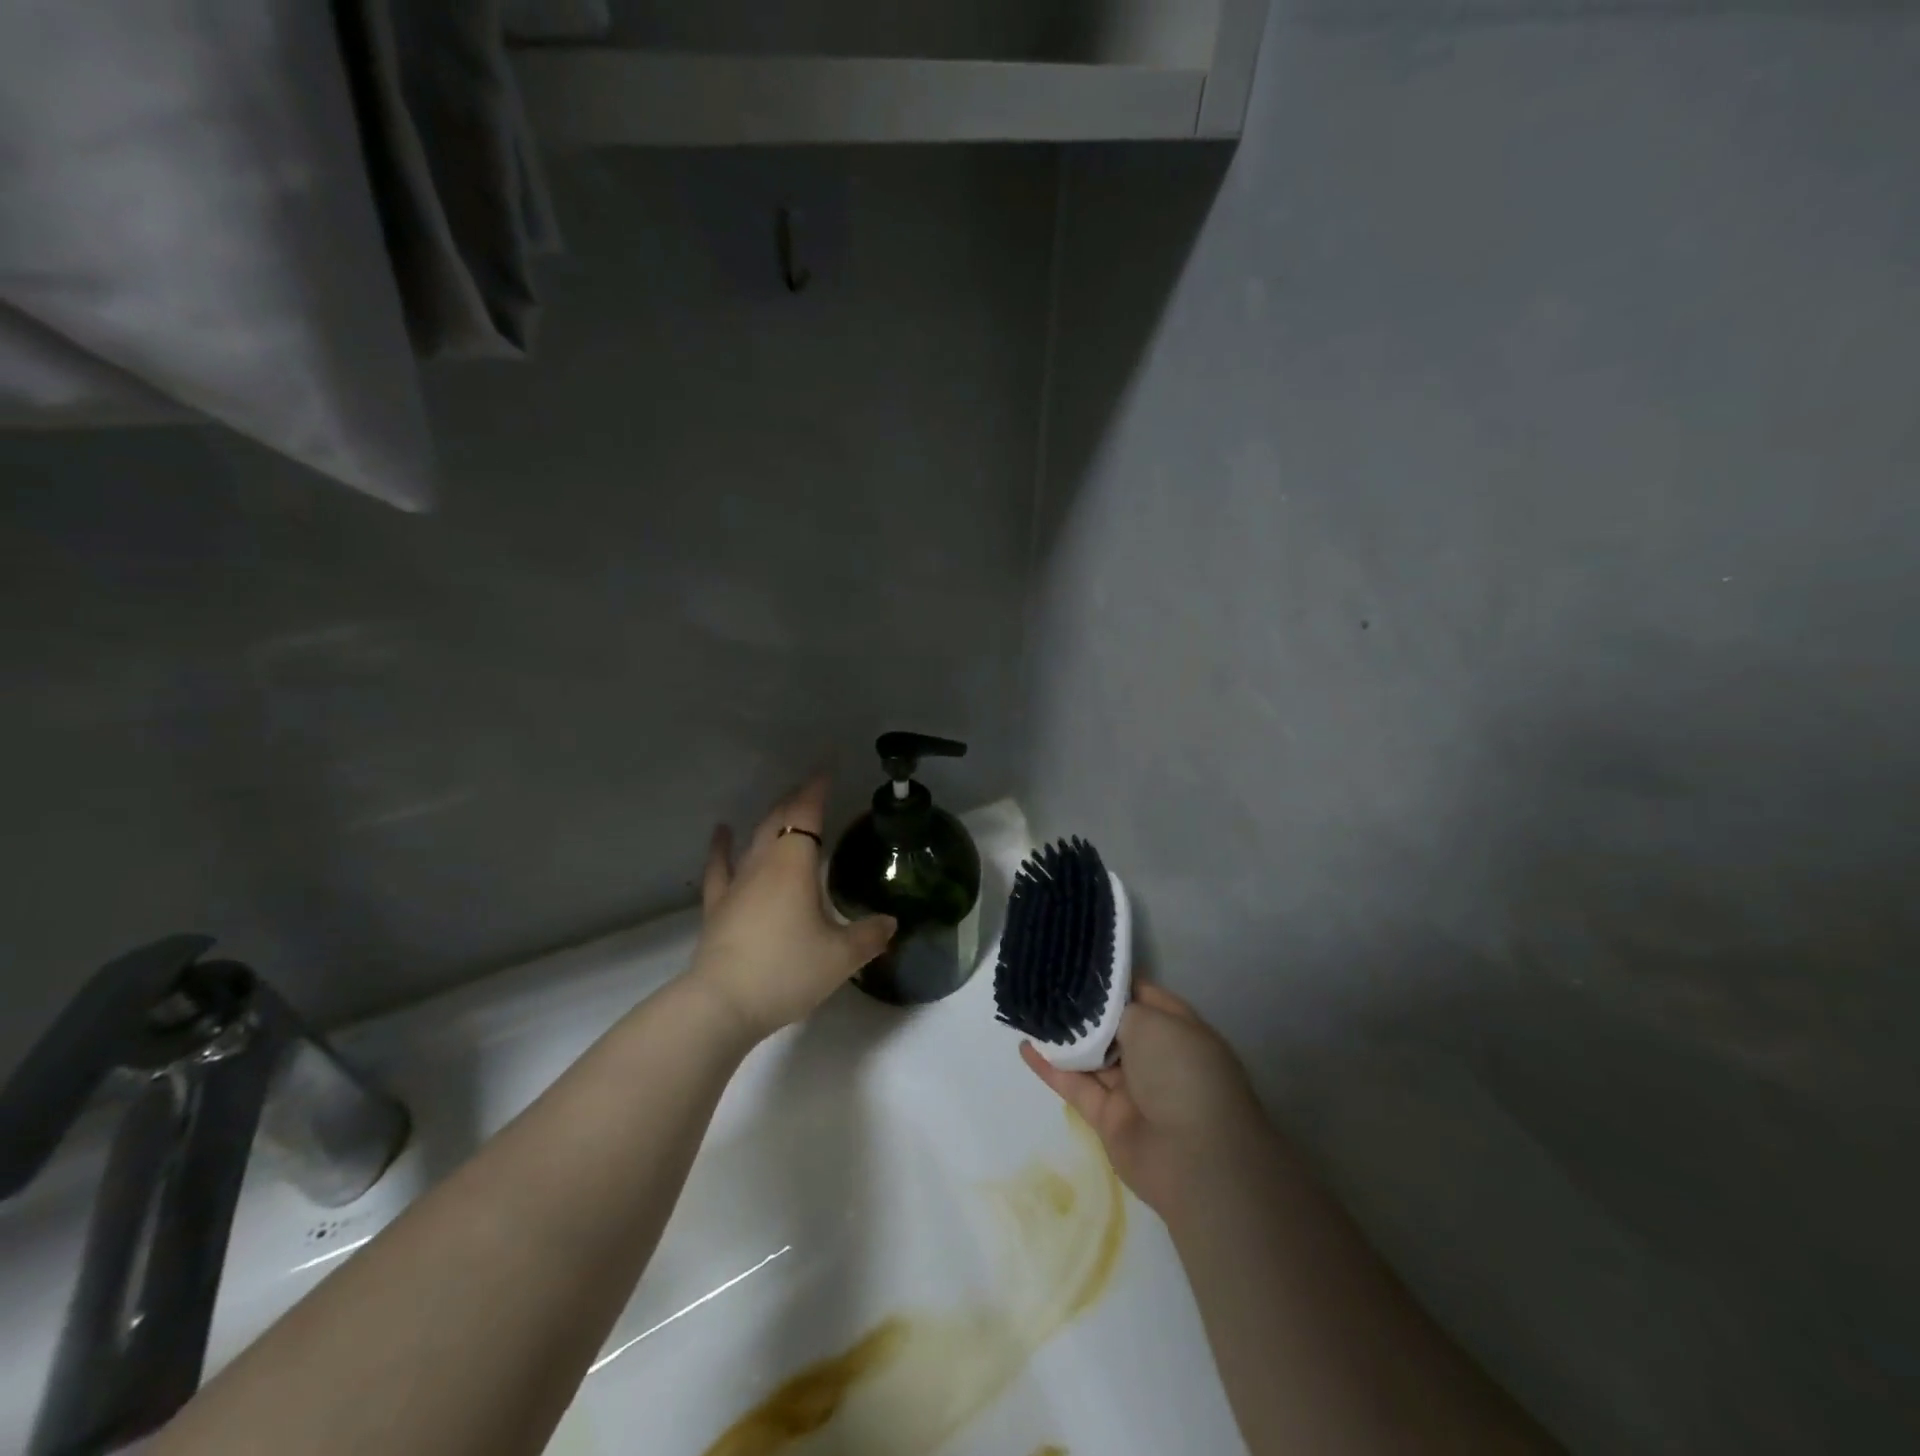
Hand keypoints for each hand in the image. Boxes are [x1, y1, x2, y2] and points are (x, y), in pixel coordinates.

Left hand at [686, 775, 896, 1041]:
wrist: (723, 1004)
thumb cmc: (787, 971)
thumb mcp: (841, 957)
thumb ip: (869, 935)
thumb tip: (890, 923)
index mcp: (795, 864)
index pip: (807, 814)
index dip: (817, 790)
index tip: (828, 769)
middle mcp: (764, 863)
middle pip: (780, 819)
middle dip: (798, 800)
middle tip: (814, 788)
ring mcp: (737, 883)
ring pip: (755, 838)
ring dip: (771, 819)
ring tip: (783, 805)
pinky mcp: (718, 906)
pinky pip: (720, 867)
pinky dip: (722, 847)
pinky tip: (723, 832)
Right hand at [1021, 984, 1268, 1219]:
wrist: (1193, 1158)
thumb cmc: (1180, 1072)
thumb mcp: (1152, 1021)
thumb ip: (1117, 1009)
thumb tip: (1097, 1005)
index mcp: (1176, 1028)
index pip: (1139, 994)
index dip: (1109, 980)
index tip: (1074, 961)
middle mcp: (1156, 1057)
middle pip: (1113, 1026)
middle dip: (1083, 1007)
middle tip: (1044, 980)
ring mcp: (1133, 1089)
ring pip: (1092, 1056)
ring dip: (1064, 1036)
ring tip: (1029, 1008)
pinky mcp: (1109, 1118)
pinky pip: (1076, 1086)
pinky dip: (1052, 1068)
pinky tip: (1025, 1047)